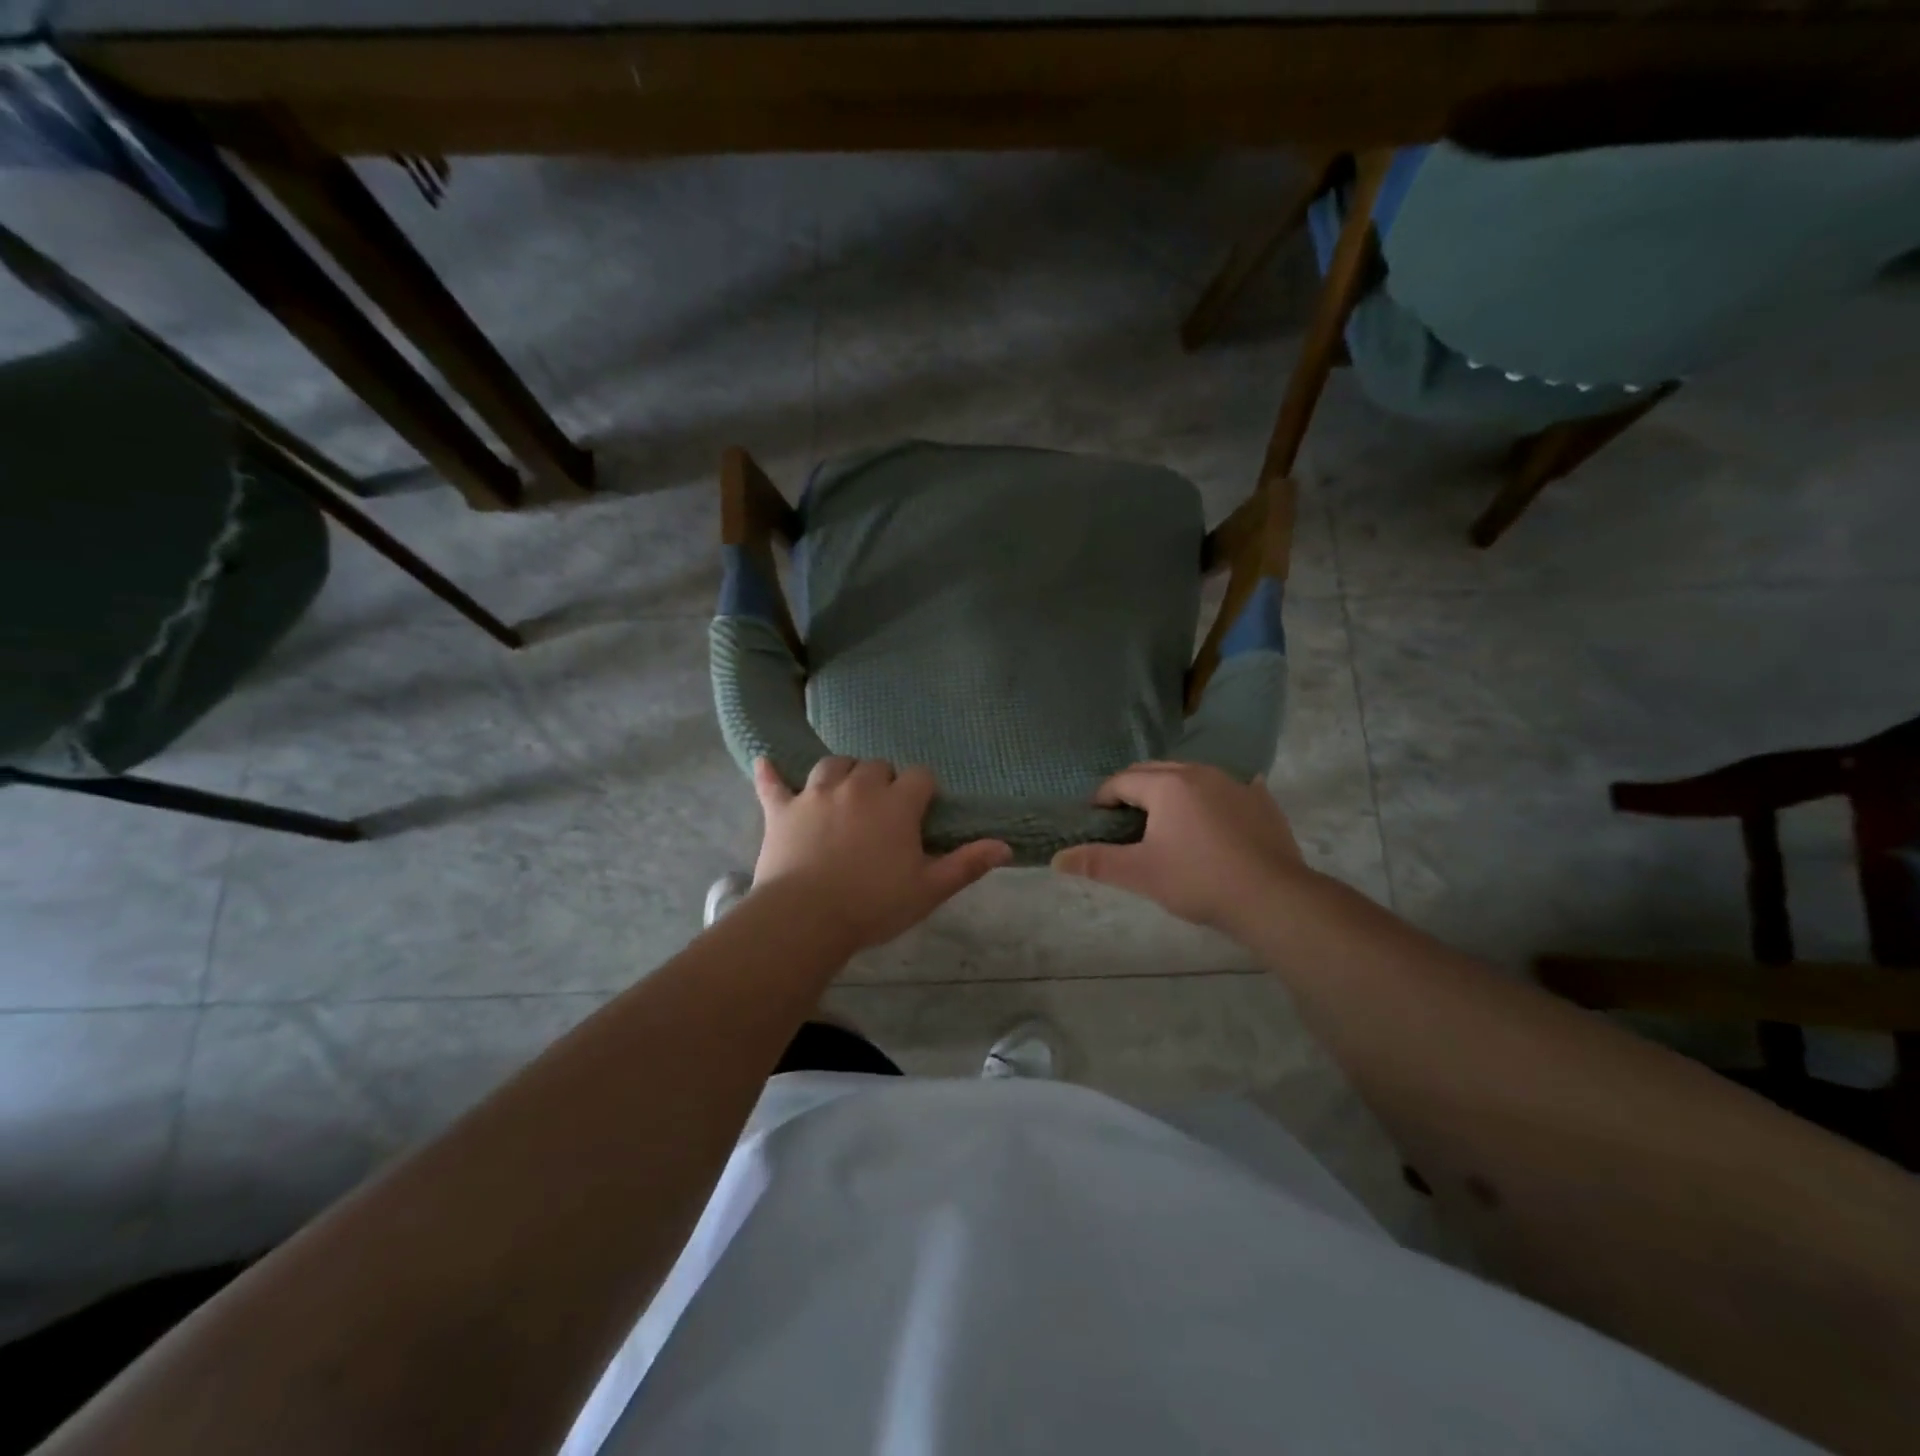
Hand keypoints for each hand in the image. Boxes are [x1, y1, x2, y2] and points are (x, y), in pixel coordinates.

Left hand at [751, 757, 1010, 952]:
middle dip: (884, 780)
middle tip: (883, 811)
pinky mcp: (782, 809)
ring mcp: (816, 794)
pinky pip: (774, 783)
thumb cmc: (873, 904)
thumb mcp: (929, 889)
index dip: (923, 791)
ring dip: (842, 773)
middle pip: (876, 765)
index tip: (921, 812)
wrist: (806, 917)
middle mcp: (858, 787)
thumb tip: (1006, 846)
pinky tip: (766, 762)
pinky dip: (771, 773)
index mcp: (896, 804)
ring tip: (845, 791)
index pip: (919, 777)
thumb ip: (966, 864)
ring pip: (833, 765)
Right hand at [1052, 762, 1307, 931]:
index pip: (1122, 781)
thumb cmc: (1198, 881)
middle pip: (1155, 771)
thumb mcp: (1140, 874)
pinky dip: (1211, 797)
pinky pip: (1227, 788)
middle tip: (1124, 820)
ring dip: (1171, 790)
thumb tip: (1056, 859)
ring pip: (1191, 776)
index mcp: (1167, 784)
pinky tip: (1215, 817)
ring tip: (1165, 820)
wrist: (1273, 898)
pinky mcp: (1262, 800)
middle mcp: (1200, 772)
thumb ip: (1096, 862)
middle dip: (1134, 789)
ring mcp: (1236, 782)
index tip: (1096, 820)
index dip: (1103, 798)